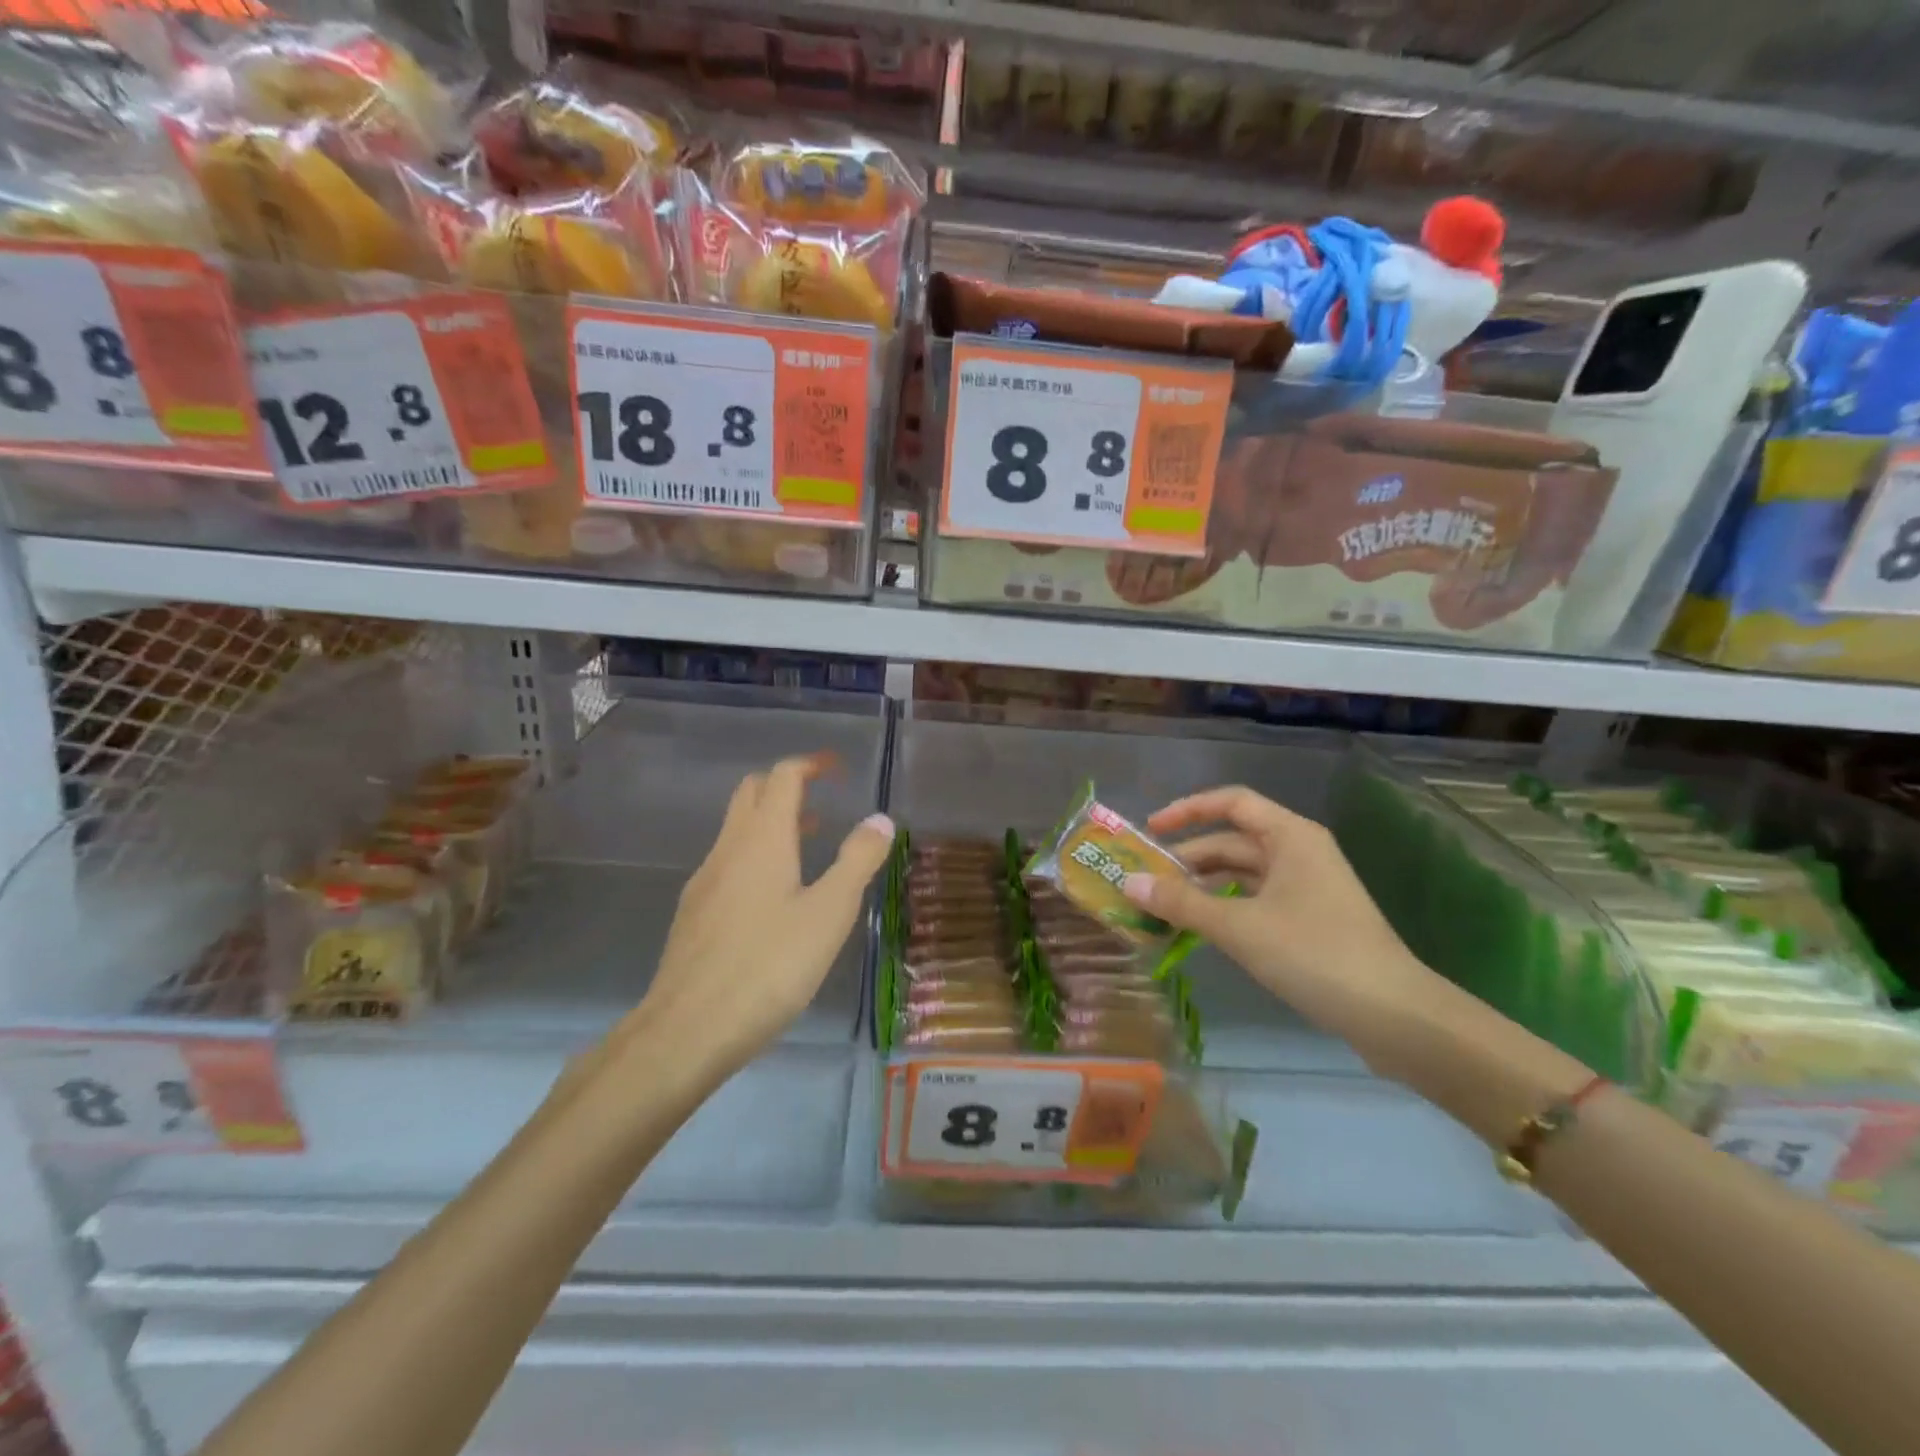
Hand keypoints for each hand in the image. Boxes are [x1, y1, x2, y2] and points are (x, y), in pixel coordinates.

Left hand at [635, 756, 893, 1079]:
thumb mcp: (829, 913)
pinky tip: (774, 897)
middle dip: (786, 785)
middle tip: (821, 800)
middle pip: (751, 793)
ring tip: (809, 844)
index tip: (836, 769)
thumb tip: (879, 819)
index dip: (810, 764)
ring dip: (771, 821)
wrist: (688, 1029)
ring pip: (736, 829)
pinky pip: (727, 862)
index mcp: (763, 839)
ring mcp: (704, 880)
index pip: (782, 777)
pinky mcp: (693, 912)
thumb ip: (857, 861)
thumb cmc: (769, 966)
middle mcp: (728, 848)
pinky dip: (755, 854)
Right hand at [1121, 786, 1442, 1062]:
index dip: (1187, 810)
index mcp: (1290, 836)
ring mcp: (1307, 887)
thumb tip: (1128, 884)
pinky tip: (1199, 929)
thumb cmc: (1315, 954)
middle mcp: (1299, 852)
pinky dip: (1224, 908)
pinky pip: (1255, 900)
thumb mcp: (1239, 927)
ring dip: (1203, 886)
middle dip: (1188, 858)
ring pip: (1242, 874)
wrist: (1394, 1015)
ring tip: (1163, 907)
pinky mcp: (1309, 920)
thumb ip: (1181, 903)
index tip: (1150, 831)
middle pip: (1232, 841)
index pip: (1231, 803)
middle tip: (1145, 881)